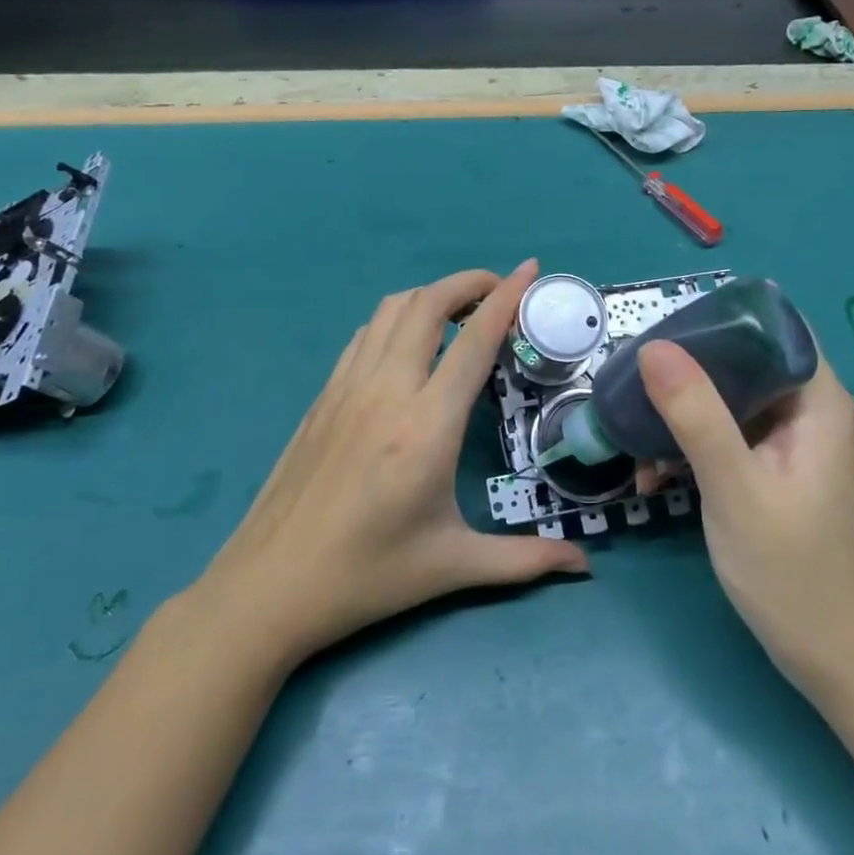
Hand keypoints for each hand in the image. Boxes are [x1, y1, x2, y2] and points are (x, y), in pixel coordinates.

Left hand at [197, 260, 586, 667]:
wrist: (270, 584)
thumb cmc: (368, 576)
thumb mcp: (452, 566)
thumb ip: (525, 560)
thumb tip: (584, 565)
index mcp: (427, 425)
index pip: (473, 340)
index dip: (505, 297)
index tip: (529, 269)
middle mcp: (387, 390)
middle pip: (427, 304)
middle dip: (467, 282)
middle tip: (497, 291)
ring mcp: (347, 387)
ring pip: (390, 310)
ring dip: (429, 296)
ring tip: (457, 312)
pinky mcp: (323, 396)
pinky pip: (363, 335)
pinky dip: (394, 319)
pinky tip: (407, 345)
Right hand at [637, 340, 853, 688]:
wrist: (831, 658)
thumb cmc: (791, 570)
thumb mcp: (734, 487)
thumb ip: (696, 415)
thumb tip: (653, 346)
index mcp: (816, 401)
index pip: (771, 328)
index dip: (718, 321)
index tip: (663, 333)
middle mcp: (806, 410)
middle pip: (741, 361)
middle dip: (685, 370)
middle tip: (631, 382)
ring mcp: (788, 442)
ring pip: (727, 399)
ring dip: (679, 414)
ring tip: (632, 434)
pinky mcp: (770, 469)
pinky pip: (724, 435)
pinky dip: (689, 446)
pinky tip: (653, 474)